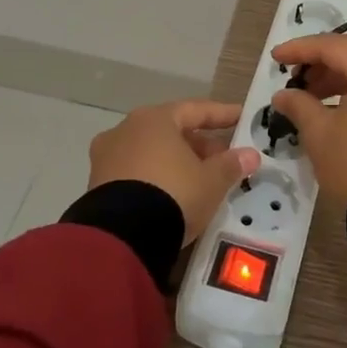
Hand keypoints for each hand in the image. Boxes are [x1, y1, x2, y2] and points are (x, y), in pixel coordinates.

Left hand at [87, 100, 260, 242]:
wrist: (122, 237)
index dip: (222, 114)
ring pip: (151, 152)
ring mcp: (107, 157)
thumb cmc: (173, 194)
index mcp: (155, 119)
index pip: (195, 110)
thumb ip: (230, 165)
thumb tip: (250, 155)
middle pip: (171, 131)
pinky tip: (172, 196)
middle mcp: (126, 130)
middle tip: (223, 159)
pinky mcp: (97, 185)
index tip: (241, 117)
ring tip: (200, 181)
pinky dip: (156, 178)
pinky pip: (136, 173)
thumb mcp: (211, 181)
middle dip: (199, 145)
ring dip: (177, 162)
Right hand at [267, 31, 346, 212]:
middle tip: (300, 76)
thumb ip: (299, 105)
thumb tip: (283, 95)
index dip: (301, 49)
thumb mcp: (320, 134)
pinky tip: (341, 108)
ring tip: (315, 95)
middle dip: (326, 59)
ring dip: (345, 75)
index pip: (334, 46)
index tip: (276, 58)